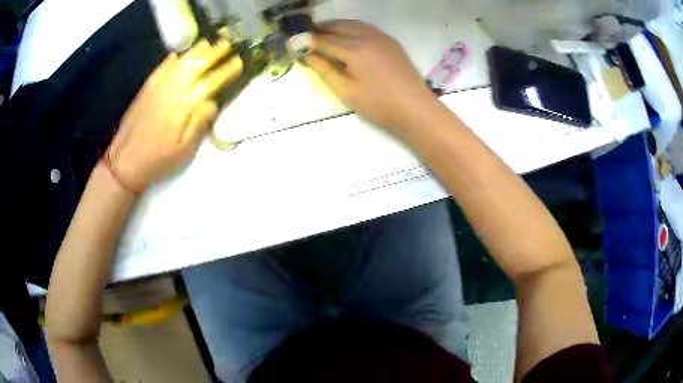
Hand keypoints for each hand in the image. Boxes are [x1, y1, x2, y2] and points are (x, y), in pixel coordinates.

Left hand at [108, 39, 242, 191]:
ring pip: (178, 64)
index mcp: (183, 107)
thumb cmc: (158, 161)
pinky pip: (159, 70)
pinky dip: (169, 61)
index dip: (225, 72)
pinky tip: (176, 55)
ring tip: (207, 44)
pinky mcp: (145, 91)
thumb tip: (213, 102)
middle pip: (194, 67)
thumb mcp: (184, 151)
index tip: (238, 62)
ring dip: (194, 52)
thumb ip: (199, 124)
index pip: (209, 83)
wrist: (124, 164)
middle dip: (212, 54)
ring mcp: (156, 89)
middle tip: (226, 45)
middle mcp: (170, 91)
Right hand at [308, 20, 436, 135]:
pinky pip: (366, 28)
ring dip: (336, 26)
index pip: (324, 39)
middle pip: (338, 26)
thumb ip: (325, 70)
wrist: (415, 108)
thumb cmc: (379, 104)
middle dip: (321, 28)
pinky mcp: (390, 41)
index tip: (294, 41)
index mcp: (354, 49)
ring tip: (324, 33)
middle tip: (307, 35)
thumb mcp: (346, 91)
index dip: (308, 40)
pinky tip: (348, 36)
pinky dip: (352, 28)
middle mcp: (367, 36)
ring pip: (353, 24)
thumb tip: (308, 56)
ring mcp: (381, 37)